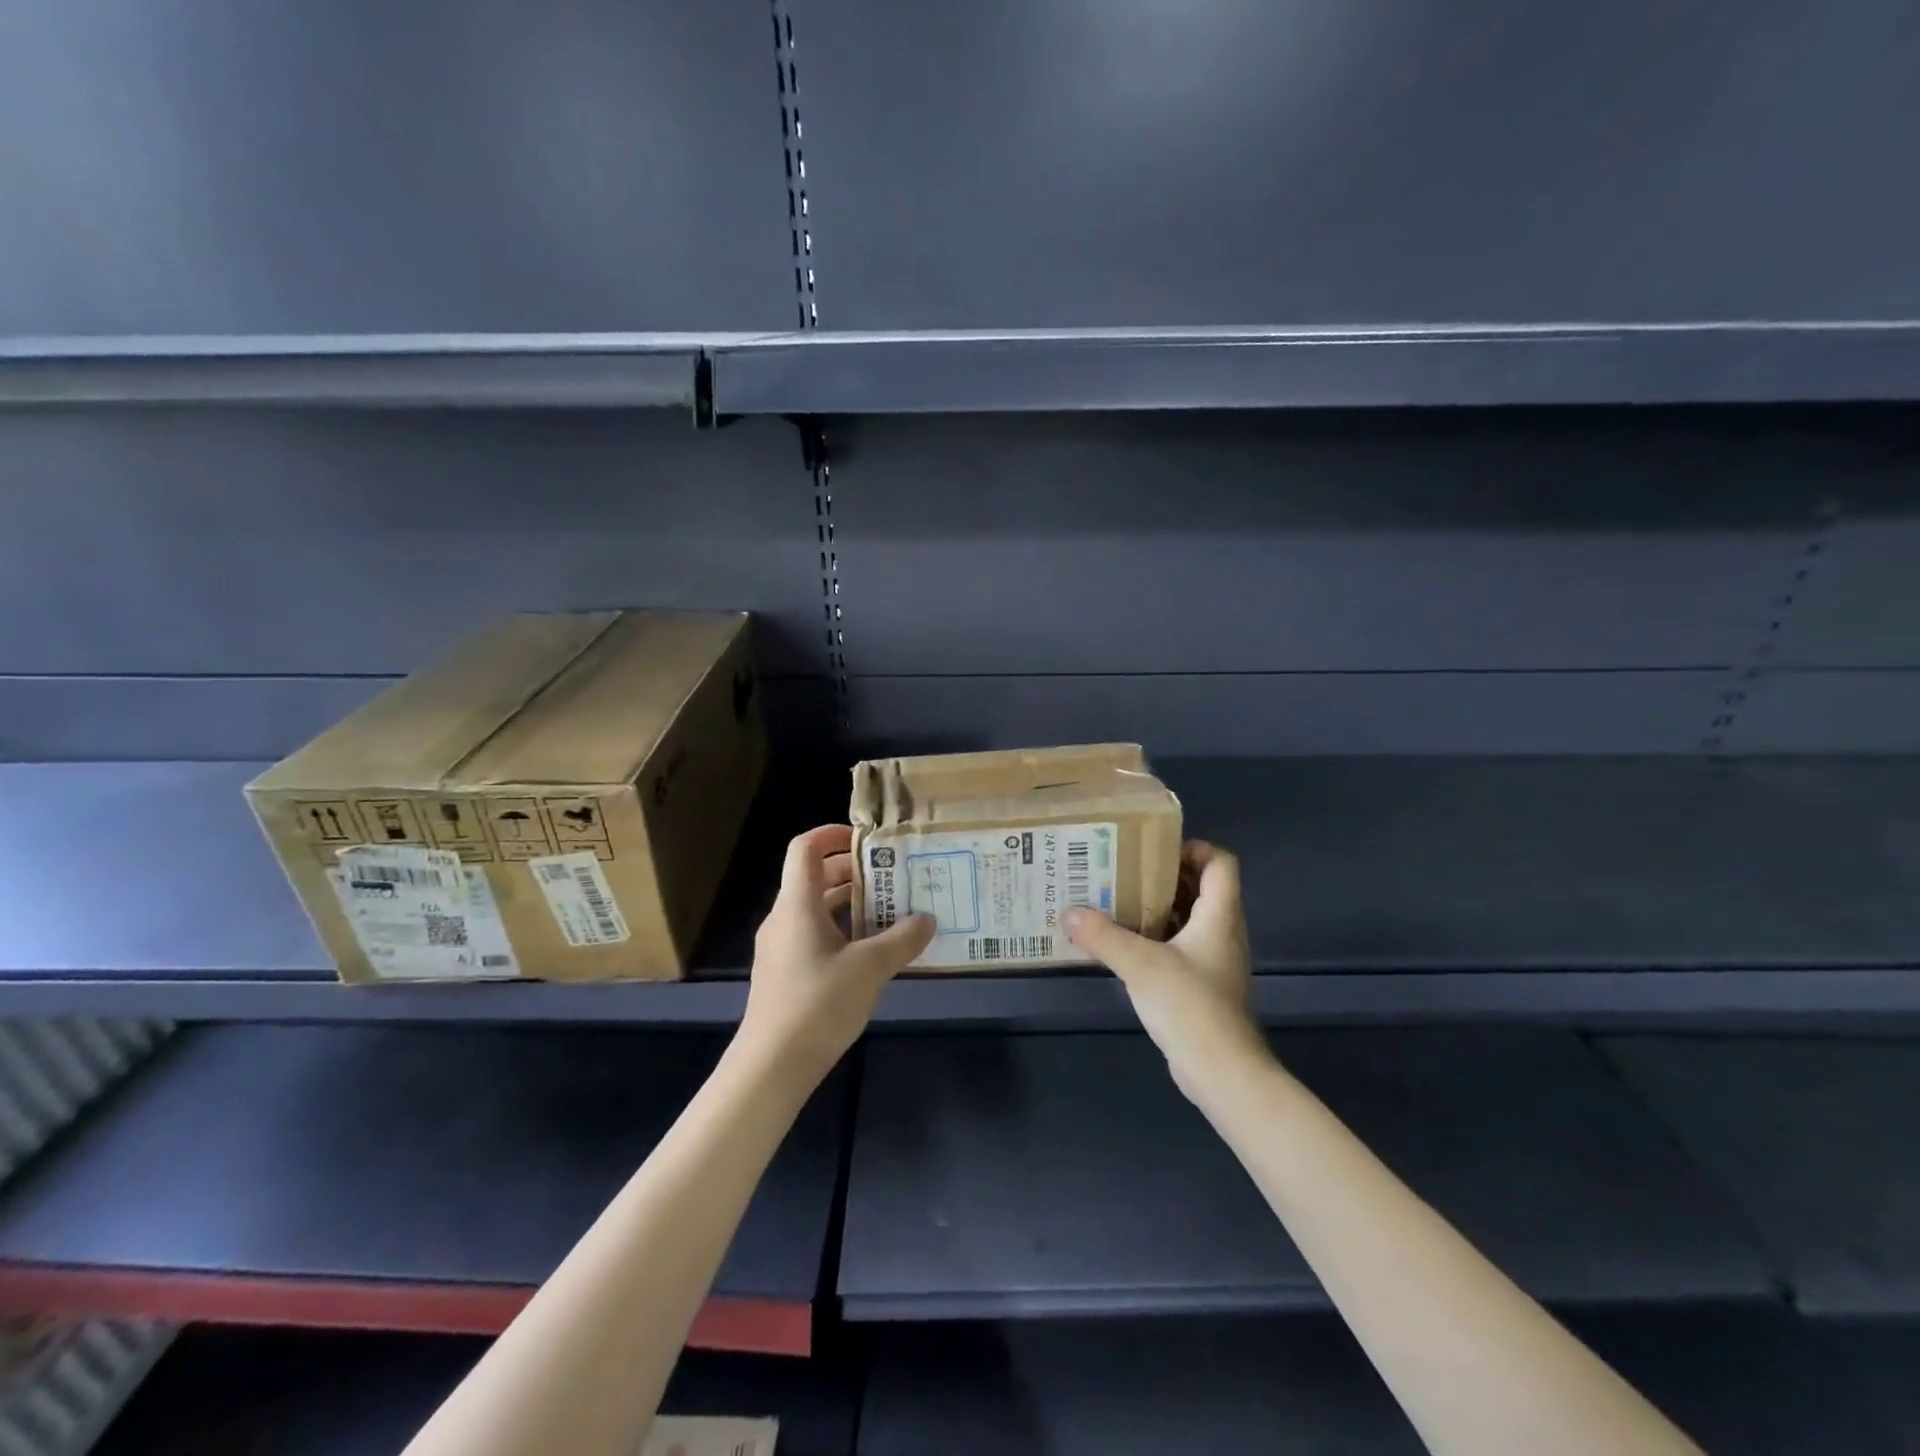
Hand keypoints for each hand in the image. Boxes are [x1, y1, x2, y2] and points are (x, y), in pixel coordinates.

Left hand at [740, 825, 934, 1080]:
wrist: (771, 1067)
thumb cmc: (818, 1004)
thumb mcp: (870, 968)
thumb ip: (901, 939)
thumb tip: (927, 920)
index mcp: (797, 905)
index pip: (806, 848)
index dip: (833, 834)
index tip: (868, 839)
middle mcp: (784, 919)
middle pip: (816, 878)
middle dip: (855, 873)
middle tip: (894, 878)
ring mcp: (781, 948)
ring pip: (817, 910)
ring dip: (852, 906)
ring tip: (893, 913)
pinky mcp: (785, 974)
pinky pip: (815, 937)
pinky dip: (843, 933)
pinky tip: (873, 954)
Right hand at [1065, 841, 1263, 1096]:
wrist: (1221, 1071)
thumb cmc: (1190, 1005)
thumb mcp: (1140, 964)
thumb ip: (1103, 936)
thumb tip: (1068, 913)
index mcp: (1219, 915)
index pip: (1221, 863)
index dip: (1194, 848)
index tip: (1153, 849)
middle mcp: (1222, 932)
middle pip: (1202, 887)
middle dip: (1164, 875)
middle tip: (1124, 869)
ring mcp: (1214, 960)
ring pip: (1190, 918)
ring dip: (1158, 907)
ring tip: (1117, 900)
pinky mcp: (1203, 985)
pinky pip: (1181, 946)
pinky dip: (1157, 937)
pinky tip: (1124, 944)